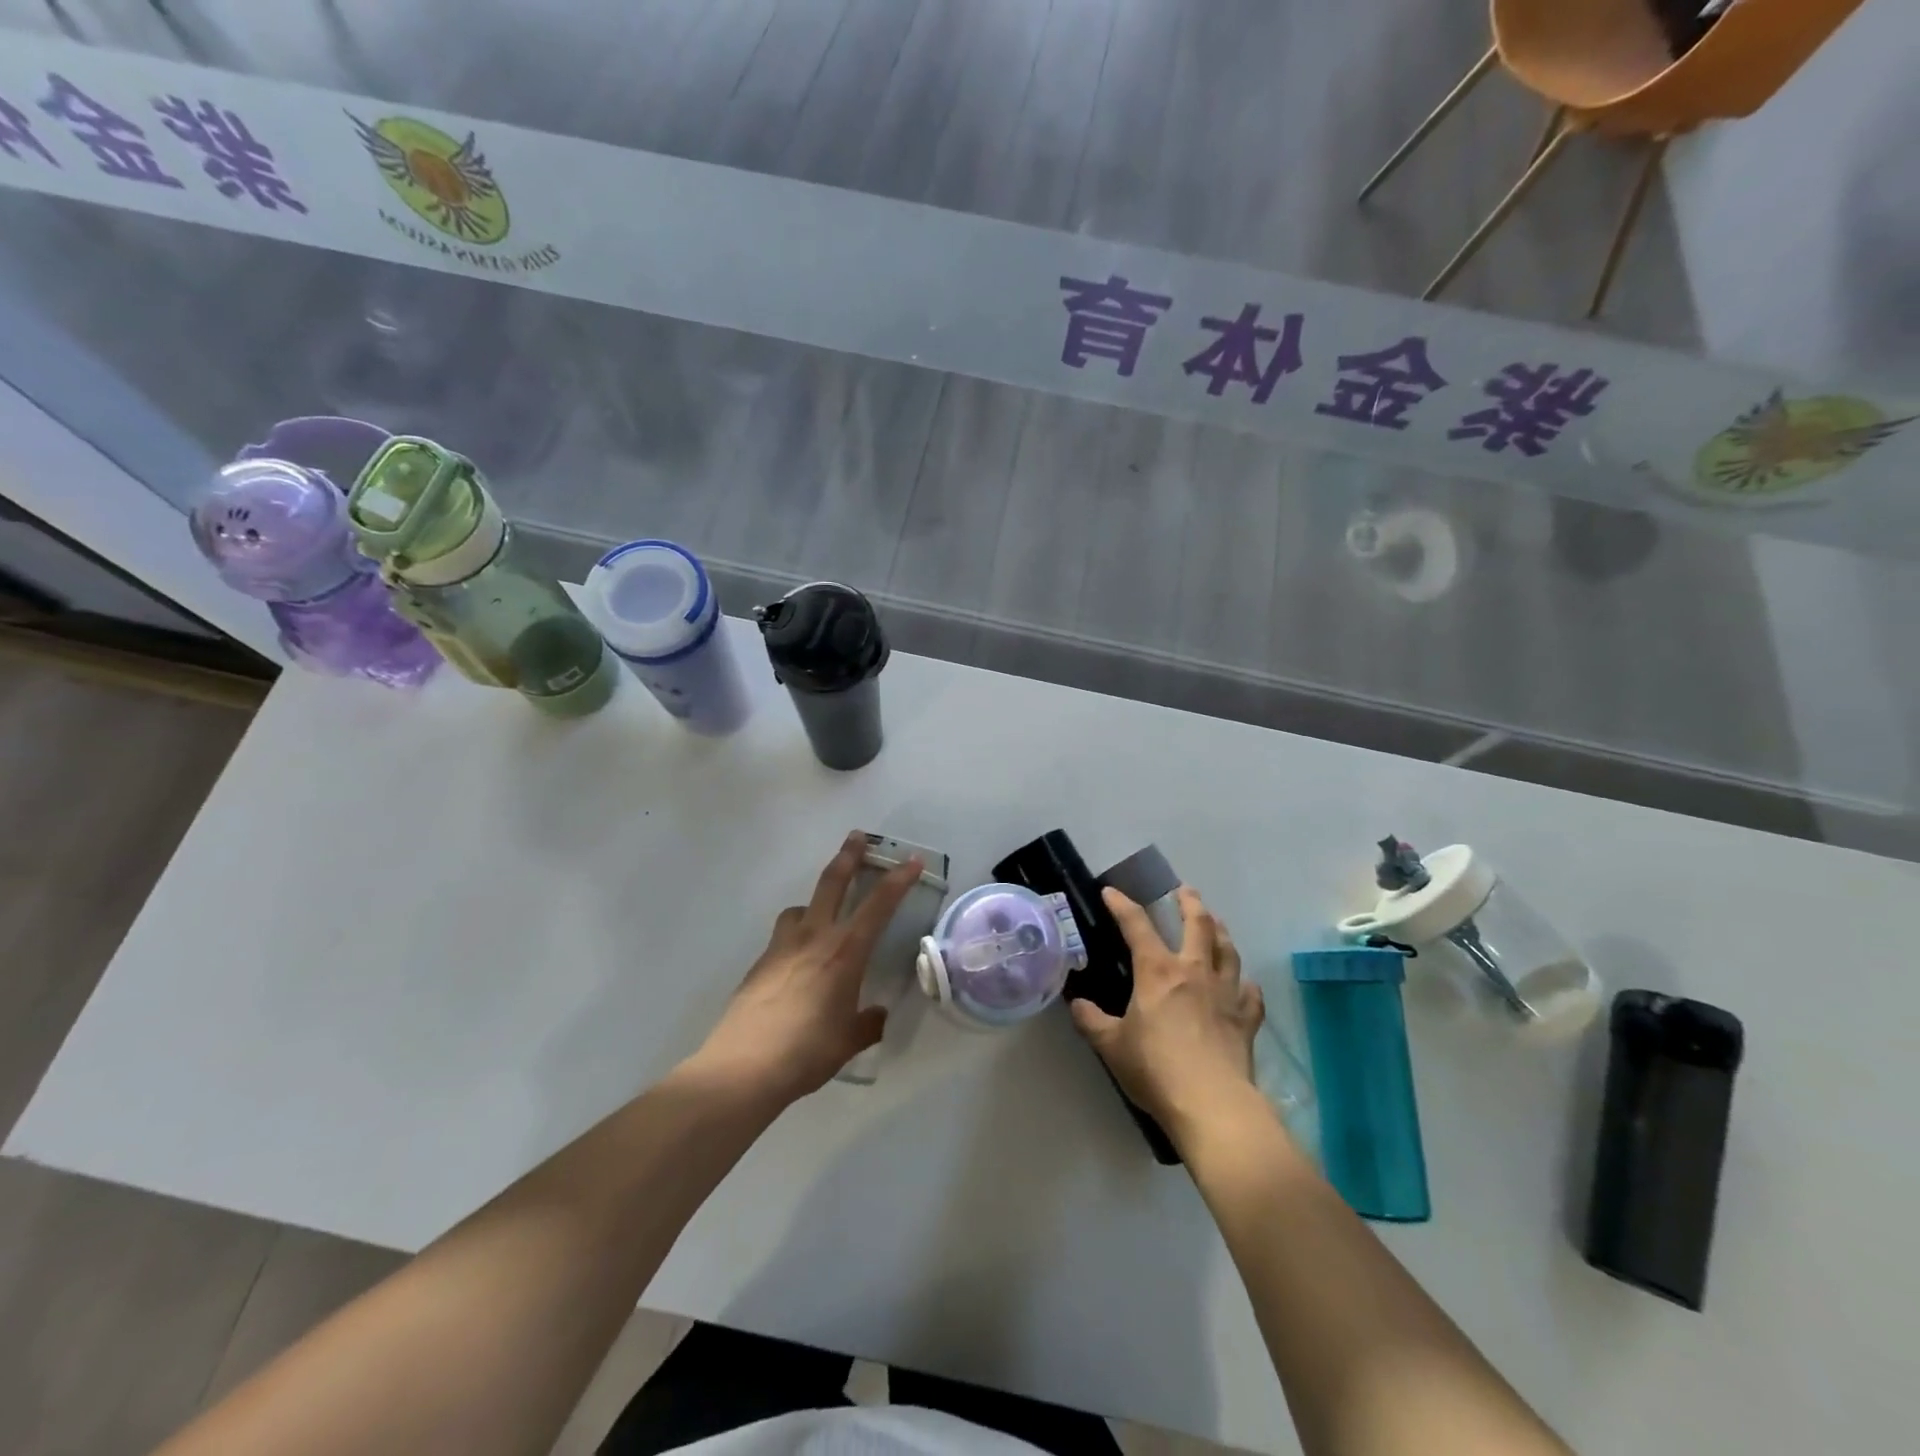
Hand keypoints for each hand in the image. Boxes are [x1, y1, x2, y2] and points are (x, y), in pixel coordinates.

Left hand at [695, 832, 922, 1106]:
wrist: (744, 1066)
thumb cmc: (808, 1052)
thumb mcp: (848, 1041)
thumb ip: (867, 1023)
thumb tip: (877, 1015)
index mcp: (845, 952)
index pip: (878, 905)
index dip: (898, 880)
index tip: (911, 860)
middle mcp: (814, 938)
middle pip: (832, 883)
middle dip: (848, 856)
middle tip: (857, 837)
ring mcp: (782, 947)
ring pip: (800, 908)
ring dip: (814, 902)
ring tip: (820, 915)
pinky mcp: (759, 964)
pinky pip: (782, 937)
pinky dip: (794, 936)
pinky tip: (796, 965)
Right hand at [1070, 886, 1264, 1145]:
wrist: (1211, 1104)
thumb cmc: (1155, 1069)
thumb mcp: (1111, 1046)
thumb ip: (1091, 1021)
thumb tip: (1076, 1005)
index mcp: (1158, 971)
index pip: (1137, 925)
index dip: (1122, 905)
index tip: (1111, 892)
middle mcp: (1194, 972)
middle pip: (1198, 925)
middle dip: (1190, 903)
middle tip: (1184, 891)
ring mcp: (1225, 994)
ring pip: (1228, 951)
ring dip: (1221, 932)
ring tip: (1217, 923)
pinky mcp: (1246, 1020)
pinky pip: (1250, 995)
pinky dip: (1247, 986)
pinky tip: (1245, 986)